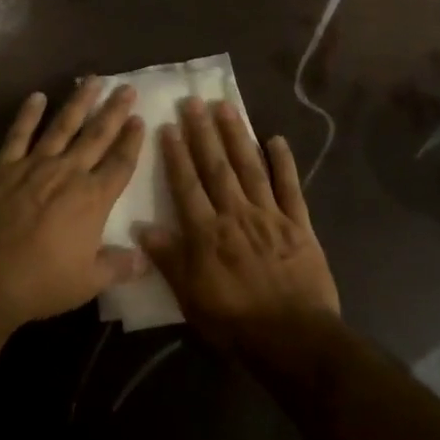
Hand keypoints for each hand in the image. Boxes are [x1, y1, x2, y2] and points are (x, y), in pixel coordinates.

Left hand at [0, 80, 147, 332]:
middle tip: (127, 88)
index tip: (141, 118)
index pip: (120, 163)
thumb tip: (145, 259)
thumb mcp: (88, 282)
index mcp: (93, 199)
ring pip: (62, 125)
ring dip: (79, 102)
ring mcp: (34, 165)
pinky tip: (37, 96)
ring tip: (93, 80)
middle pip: (97, 135)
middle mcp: (68, 173)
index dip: (132, 141)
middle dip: (114, 111)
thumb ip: (118, 266)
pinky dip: (28, 114)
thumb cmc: (40, 283)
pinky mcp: (3, 167)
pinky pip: (18, 134)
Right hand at [139, 98, 340, 350]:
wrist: (293, 338)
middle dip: (203, 132)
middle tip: (194, 101)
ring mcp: (270, 215)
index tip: (168, 125)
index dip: (176, 154)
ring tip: (226, 107)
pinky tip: (276, 139)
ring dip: (237, 136)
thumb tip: (141, 227)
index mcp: (207, 232)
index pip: (186, 185)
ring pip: (250, 167)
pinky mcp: (299, 224)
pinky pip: (290, 187)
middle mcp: (236, 214)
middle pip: (216, 167)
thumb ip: (168, 259)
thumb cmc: (234, 322)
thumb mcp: (190, 297)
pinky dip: (283, 162)